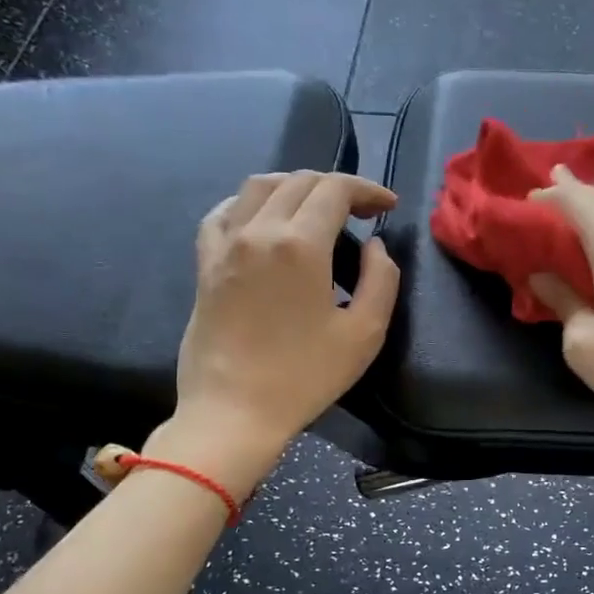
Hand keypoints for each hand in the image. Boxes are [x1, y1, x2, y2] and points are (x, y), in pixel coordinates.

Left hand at [154, 171, 399, 472]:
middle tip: (361, 211)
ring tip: (316, 208)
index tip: (387, 206)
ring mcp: (225, 245)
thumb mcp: (364, 333)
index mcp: (300, 244)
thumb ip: (381, 280)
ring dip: (294, 186)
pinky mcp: (205, 264)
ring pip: (258, 187)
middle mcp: (258, 230)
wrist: (234, 412)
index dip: (366, 190)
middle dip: (336, 187)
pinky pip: (223, 213)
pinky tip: (263, 218)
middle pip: (298, 182)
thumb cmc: (304, 376)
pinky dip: (249, 203)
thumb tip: (375, 246)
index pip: (334, 189)